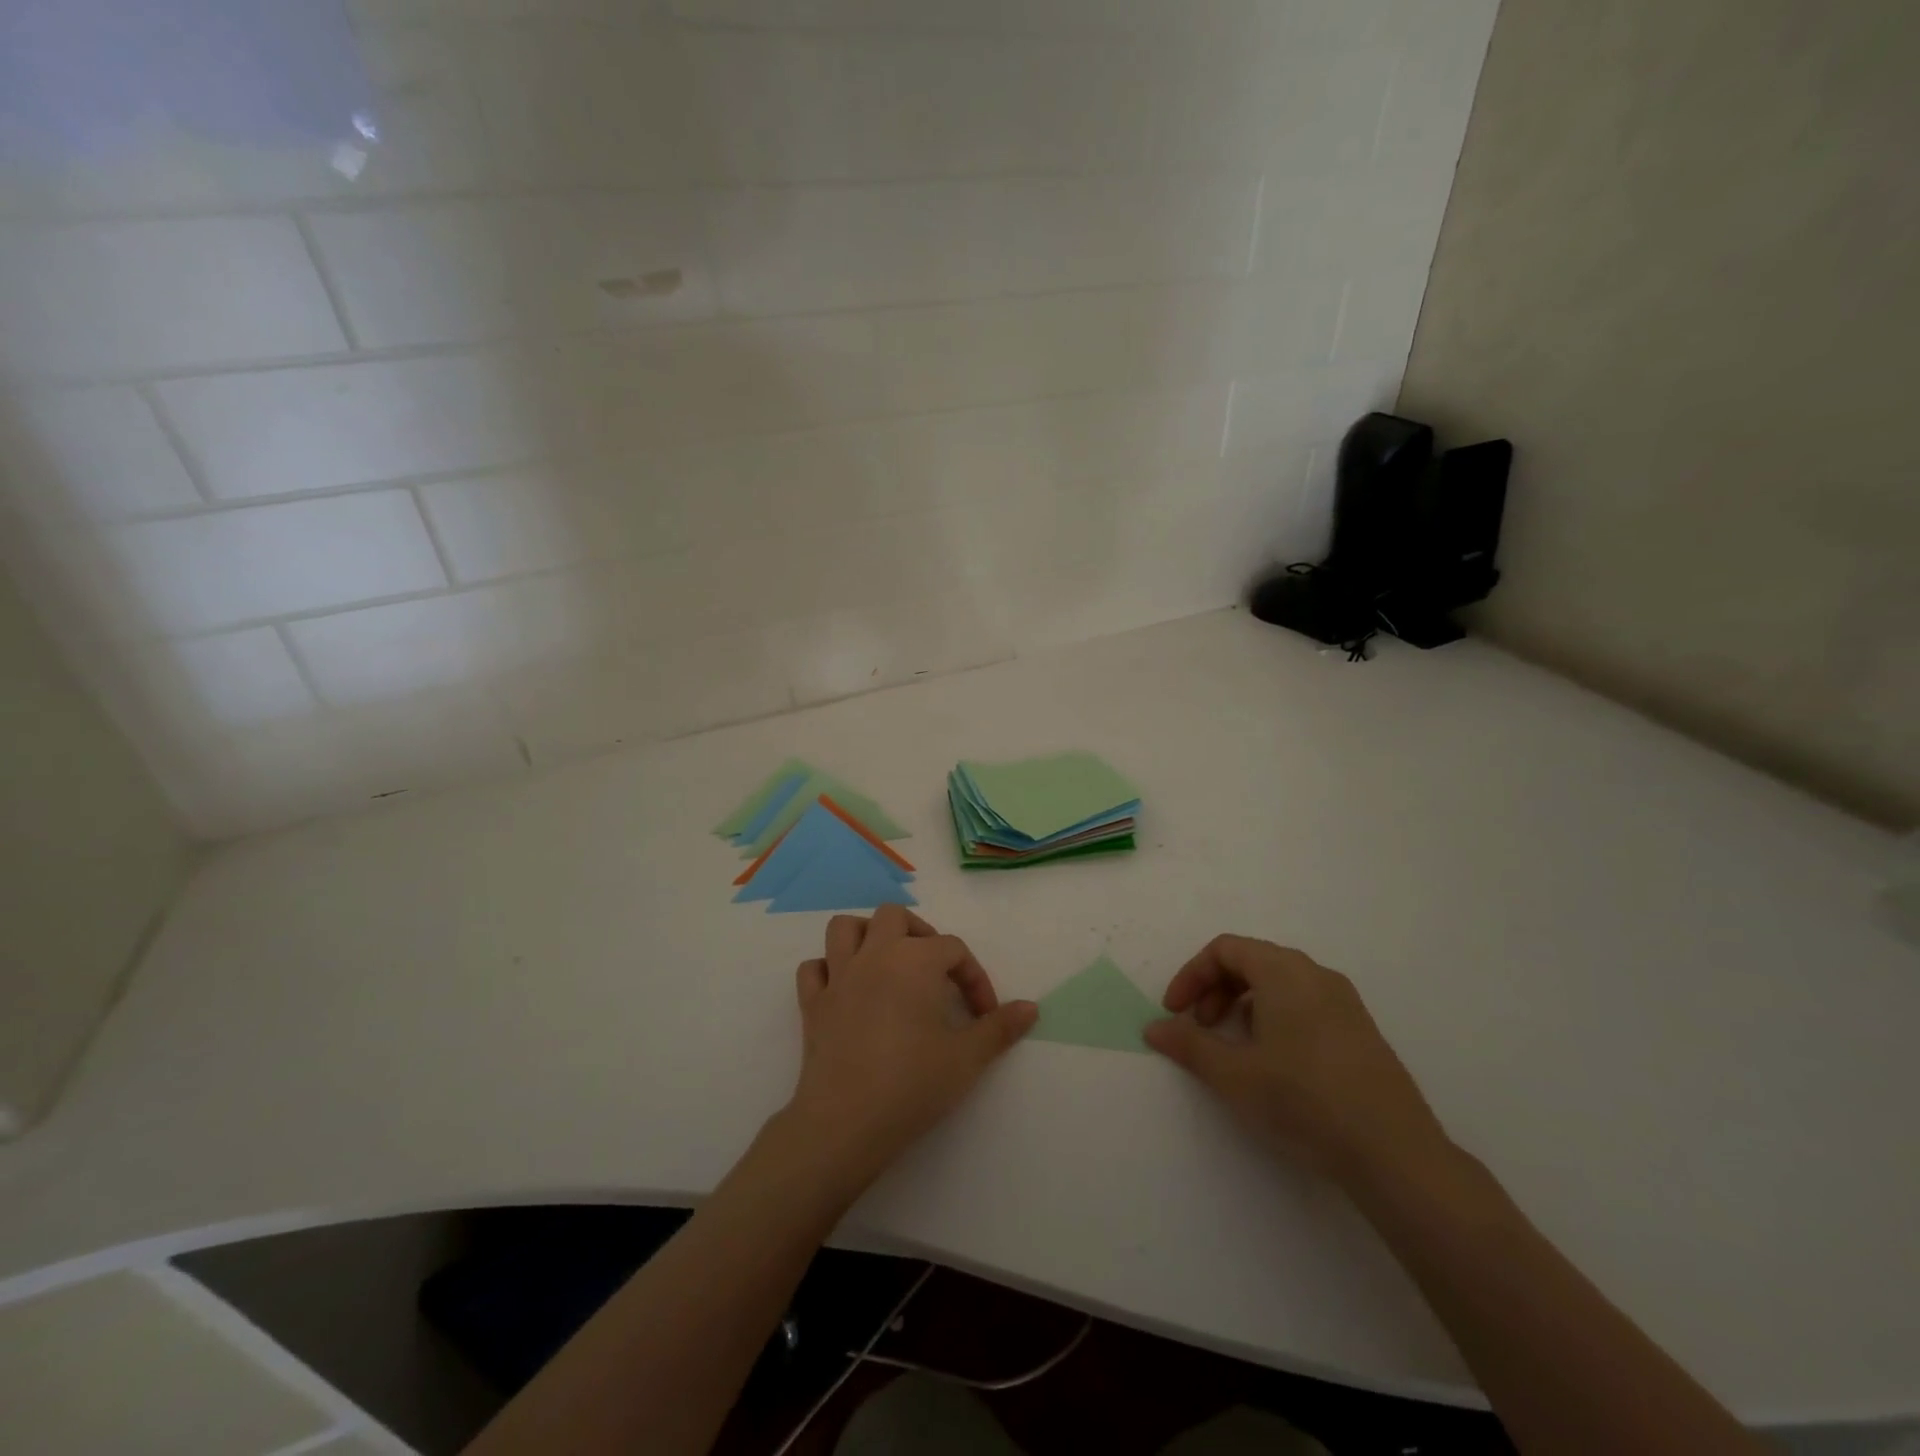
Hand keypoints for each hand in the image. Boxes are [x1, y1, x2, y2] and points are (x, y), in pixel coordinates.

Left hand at [783, 905, 1036, 1188]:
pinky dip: (828, 970)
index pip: (953, 949)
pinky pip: (813, 969)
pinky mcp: (811, 1004)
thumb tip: (1031, 1007)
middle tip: (935, 971)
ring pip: (844, 928)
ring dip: (867, 936)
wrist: (846, 1123)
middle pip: (894, 916)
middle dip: (919, 934)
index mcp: (915, 960)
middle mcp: (875, 955)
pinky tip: (846, 991)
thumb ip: (1000, 1028)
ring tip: (888, 963)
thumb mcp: (967, 1058)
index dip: (974, 978)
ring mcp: (838, 976)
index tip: (984, 1015)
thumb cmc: (912, 1084)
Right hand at [1146, 935, 1451, 1189]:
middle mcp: (1316, 974)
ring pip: (1279, 983)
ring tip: (1234, 1048)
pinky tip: (1274, 1063)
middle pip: (1252, 961)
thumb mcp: (1234, 1075)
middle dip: (1215, 989)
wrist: (1395, 1154)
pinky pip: (1304, 1003)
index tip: (1175, 1012)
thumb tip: (1154, 1027)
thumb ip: (1189, 1045)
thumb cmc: (1304, 1100)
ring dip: (1243, 1004)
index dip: (1192, 975)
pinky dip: (1274, 1017)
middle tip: (1200, 1028)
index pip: (1225, 949)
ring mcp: (1344, 1002)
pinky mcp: (1361, 1031)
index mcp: (1284, 972)